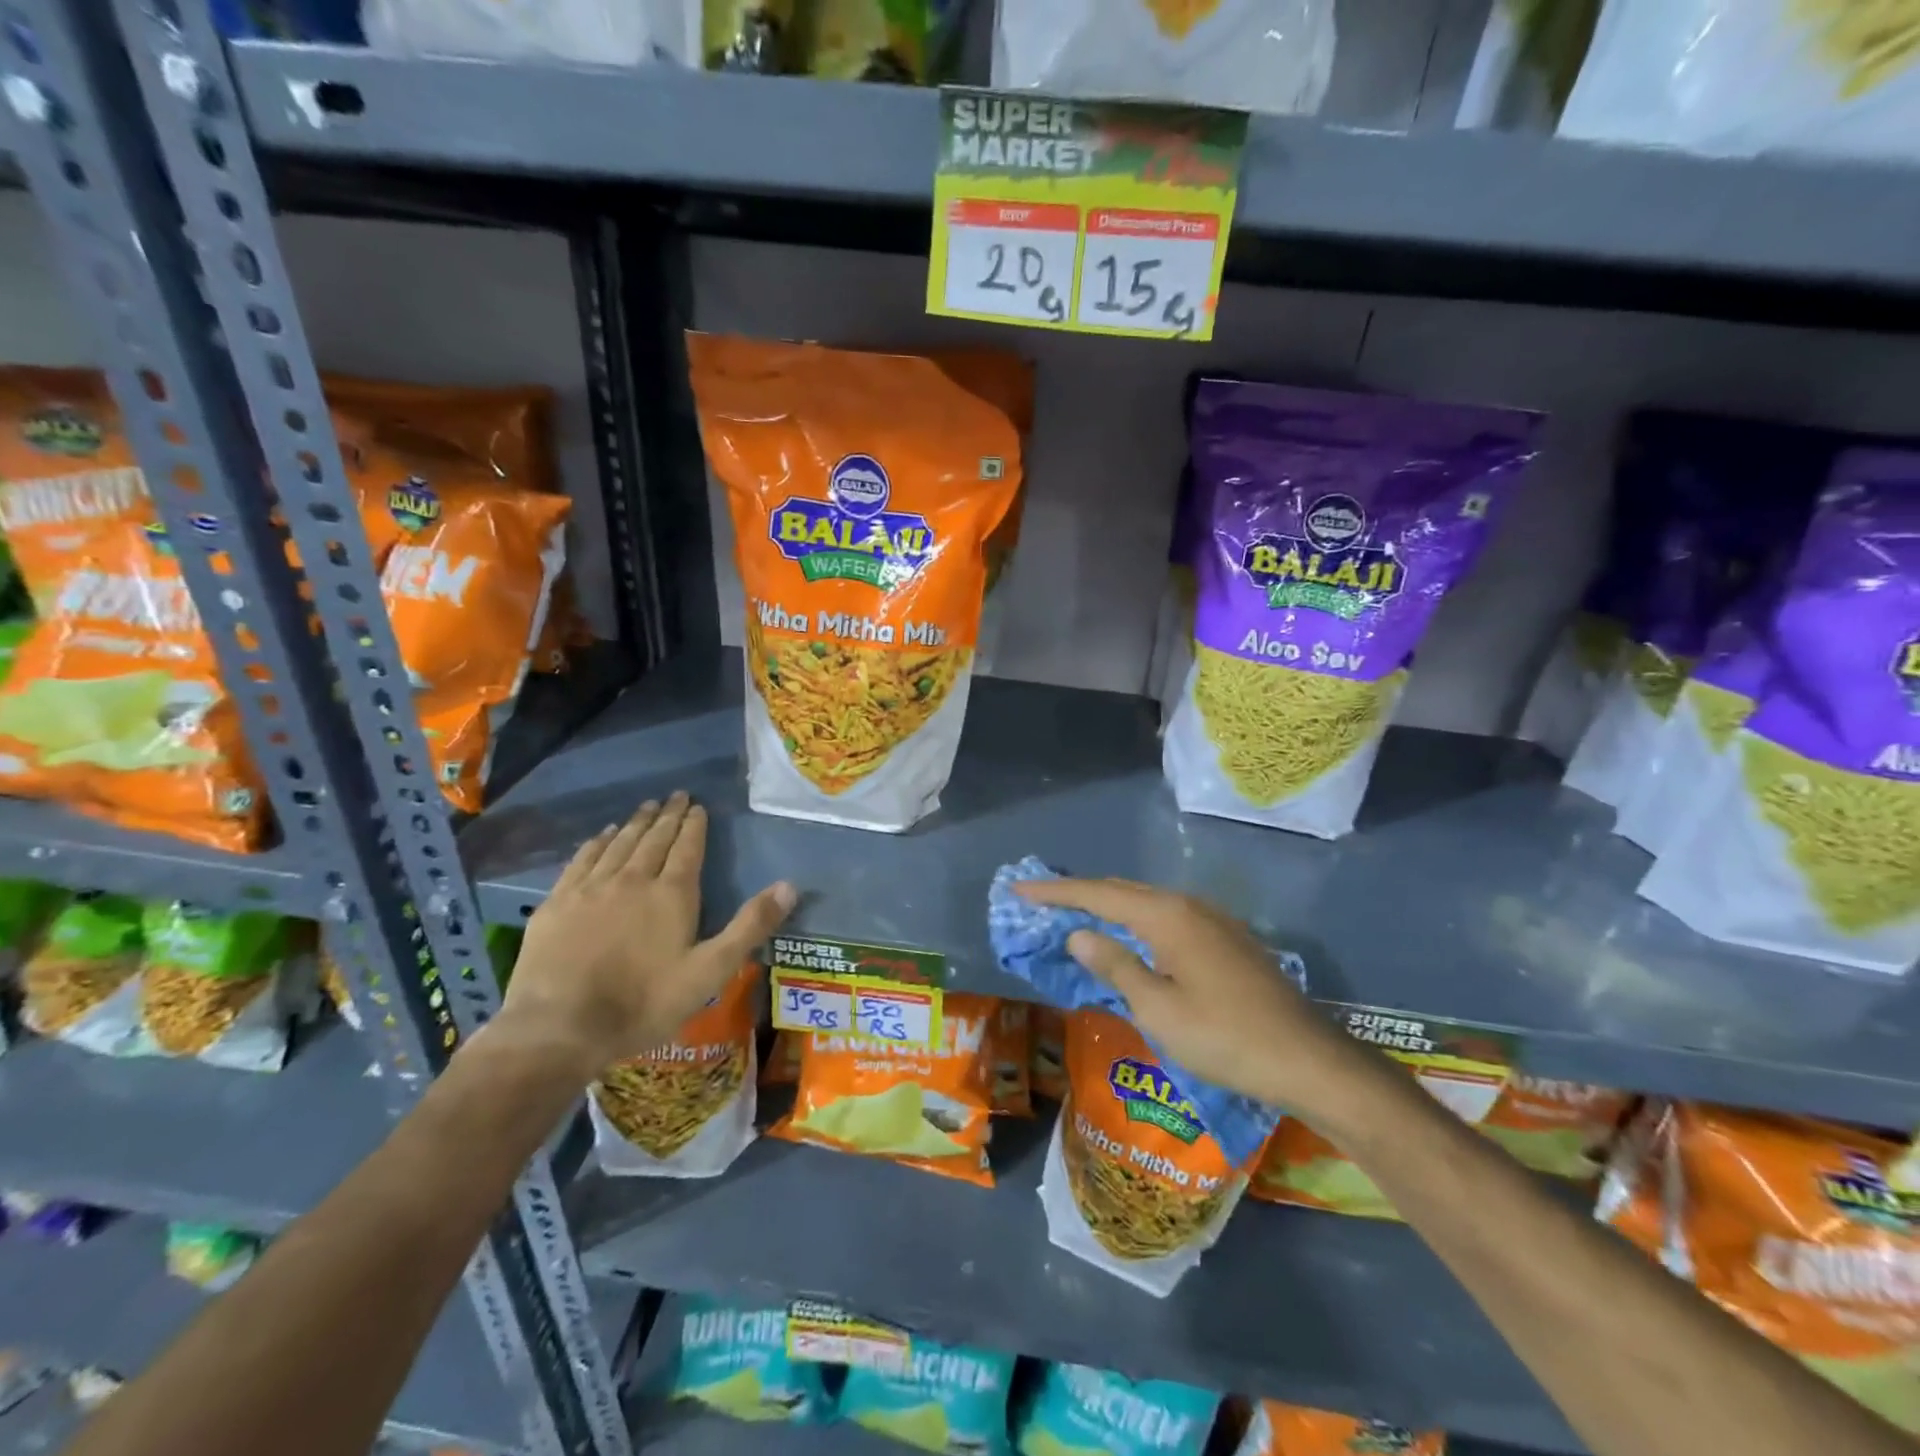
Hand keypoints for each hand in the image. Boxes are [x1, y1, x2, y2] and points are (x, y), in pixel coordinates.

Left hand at [497, 792, 795, 1076]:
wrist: (561, 1027)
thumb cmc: (644, 1002)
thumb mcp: (711, 971)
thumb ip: (750, 926)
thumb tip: (790, 886)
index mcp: (672, 894)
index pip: (688, 848)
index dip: (694, 825)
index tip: (698, 806)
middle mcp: (633, 879)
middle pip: (654, 839)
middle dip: (668, 816)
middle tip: (676, 796)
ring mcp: (592, 888)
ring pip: (619, 844)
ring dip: (636, 823)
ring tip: (646, 807)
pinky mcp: (558, 902)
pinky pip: (582, 859)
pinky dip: (597, 843)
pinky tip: (603, 835)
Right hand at [1014, 877, 1361, 1115]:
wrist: (1308, 1060)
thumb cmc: (1224, 1038)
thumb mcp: (1158, 1008)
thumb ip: (1115, 965)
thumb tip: (1079, 934)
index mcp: (1167, 916)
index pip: (1098, 894)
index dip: (1055, 893)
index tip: (1019, 890)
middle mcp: (1188, 905)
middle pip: (1122, 891)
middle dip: (1079, 895)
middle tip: (1041, 902)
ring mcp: (1212, 920)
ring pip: (1147, 903)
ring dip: (1109, 908)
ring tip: (1076, 917)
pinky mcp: (1227, 939)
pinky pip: (1167, 918)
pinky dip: (1136, 922)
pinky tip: (1129, 940)